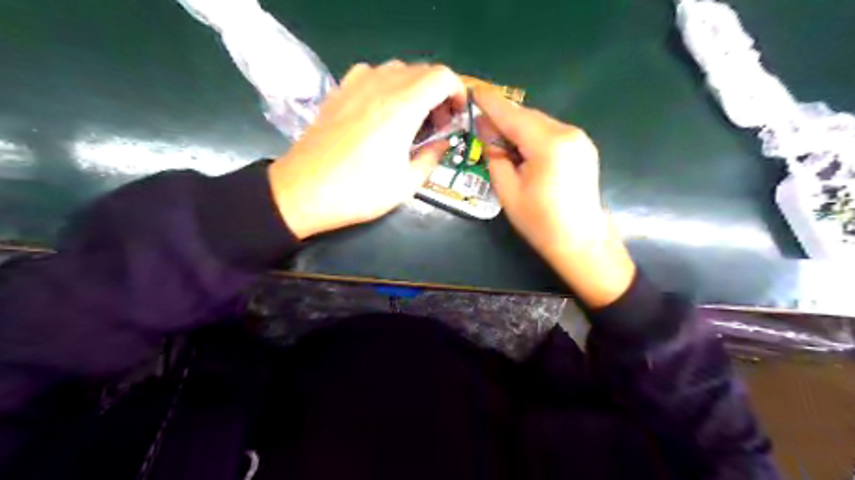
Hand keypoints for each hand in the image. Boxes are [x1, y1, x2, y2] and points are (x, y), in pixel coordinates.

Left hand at [268, 60, 466, 238]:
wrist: (304, 191)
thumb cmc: (359, 191)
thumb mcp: (406, 183)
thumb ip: (431, 157)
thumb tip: (442, 143)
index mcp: (402, 107)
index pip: (442, 76)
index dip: (457, 92)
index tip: (456, 116)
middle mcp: (380, 85)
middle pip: (422, 71)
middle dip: (438, 94)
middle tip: (437, 125)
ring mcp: (356, 84)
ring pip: (397, 70)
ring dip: (414, 89)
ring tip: (411, 119)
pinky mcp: (339, 91)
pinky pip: (372, 74)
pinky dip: (387, 86)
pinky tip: (382, 111)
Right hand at [475, 88, 633, 306]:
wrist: (581, 241)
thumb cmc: (540, 222)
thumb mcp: (508, 191)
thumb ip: (495, 155)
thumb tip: (487, 130)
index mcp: (549, 144)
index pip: (513, 116)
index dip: (491, 104)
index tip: (473, 90)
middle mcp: (568, 133)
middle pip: (528, 117)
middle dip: (503, 118)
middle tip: (481, 125)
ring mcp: (579, 139)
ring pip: (539, 123)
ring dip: (518, 128)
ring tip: (500, 141)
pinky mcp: (583, 147)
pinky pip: (551, 133)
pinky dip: (533, 136)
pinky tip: (522, 149)